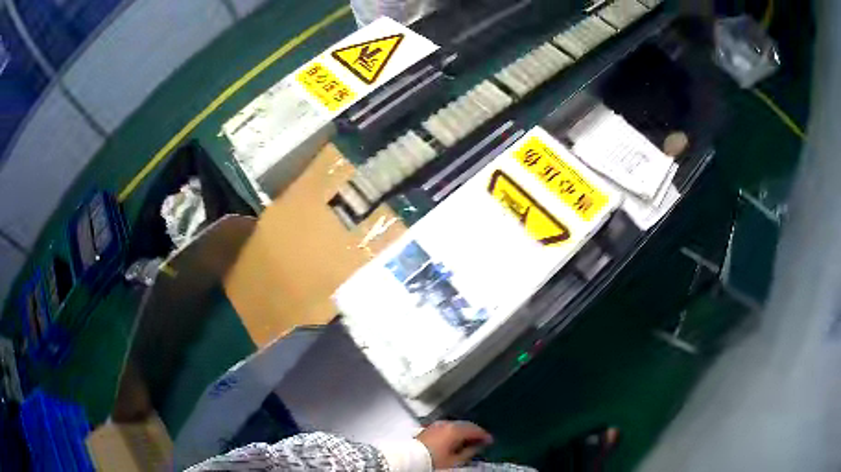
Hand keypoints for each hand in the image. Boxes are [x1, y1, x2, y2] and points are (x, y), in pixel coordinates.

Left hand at [416, 421, 493, 468]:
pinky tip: (455, 440)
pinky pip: (446, 428)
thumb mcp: (455, 460)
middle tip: (482, 440)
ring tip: (469, 441)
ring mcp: (436, 425)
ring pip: (455, 426)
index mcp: (455, 430)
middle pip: (465, 425)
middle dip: (474, 432)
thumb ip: (469, 452)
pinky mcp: (429, 428)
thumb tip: (477, 447)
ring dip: (464, 432)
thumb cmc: (434, 460)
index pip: (474, 429)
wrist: (411, 459)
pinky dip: (454, 432)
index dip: (484, 435)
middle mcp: (446, 424)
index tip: (490, 440)